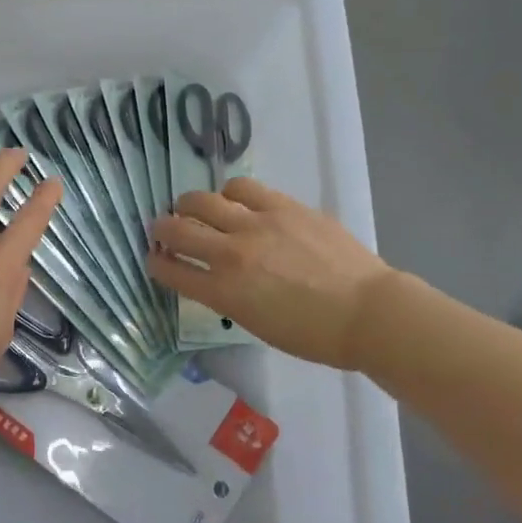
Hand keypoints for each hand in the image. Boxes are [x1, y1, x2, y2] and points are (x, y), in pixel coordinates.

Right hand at [148, 178, 396, 370]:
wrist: (367, 312)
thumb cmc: (314, 335)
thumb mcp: (257, 324)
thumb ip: (228, 297)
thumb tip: (215, 276)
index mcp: (225, 293)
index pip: (172, 272)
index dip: (156, 263)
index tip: (154, 258)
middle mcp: (232, 254)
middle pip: (178, 230)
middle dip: (162, 229)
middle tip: (163, 229)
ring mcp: (257, 224)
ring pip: (204, 200)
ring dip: (190, 205)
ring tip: (193, 207)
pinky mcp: (282, 206)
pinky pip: (242, 188)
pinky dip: (228, 194)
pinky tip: (233, 199)